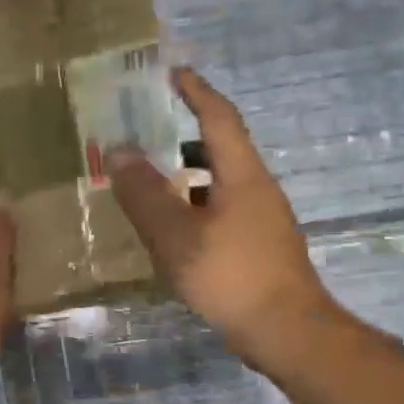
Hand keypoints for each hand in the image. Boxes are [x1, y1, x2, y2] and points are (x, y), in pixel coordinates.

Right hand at [109, 67, 343, 367]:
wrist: (285, 330)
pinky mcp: (258, 246)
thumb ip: (144, 194)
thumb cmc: (230, 275)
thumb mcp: (175, 234)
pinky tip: (172, 227)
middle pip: (220, 148)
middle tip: (147, 130)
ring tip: (150, 180)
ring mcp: (261, 219)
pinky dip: (193, 204)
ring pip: (219, 182)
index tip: (174, 73)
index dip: (196, 92)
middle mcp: (256, 189)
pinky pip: (221, 209)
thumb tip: (119, 152)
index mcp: (241, 175)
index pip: (219, 118)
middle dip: (185, 134)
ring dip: (186, 174)